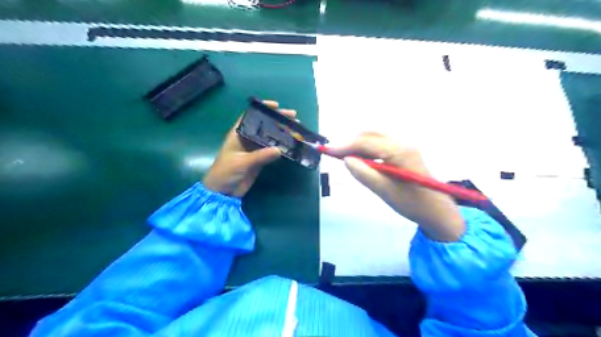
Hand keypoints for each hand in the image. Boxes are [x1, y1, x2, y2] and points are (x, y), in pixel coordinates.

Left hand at [202, 102, 294, 197]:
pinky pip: (272, 151)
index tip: (276, 106)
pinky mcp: (259, 160)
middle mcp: (247, 138)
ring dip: (282, 133)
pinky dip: (281, 147)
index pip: (250, 115)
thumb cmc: (225, 172)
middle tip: (294, 117)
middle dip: (278, 120)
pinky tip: (291, 145)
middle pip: (264, 125)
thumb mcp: (242, 162)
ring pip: (270, 137)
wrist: (222, 192)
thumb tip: (280, 149)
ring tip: (296, 130)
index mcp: (238, 133)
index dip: (262, 108)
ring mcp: (254, 149)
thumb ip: (260, 156)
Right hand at [329, 132, 463, 241]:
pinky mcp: (405, 150)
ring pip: (375, 137)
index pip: (365, 142)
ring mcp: (405, 145)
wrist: (436, 210)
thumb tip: (346, 159)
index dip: (344, 146)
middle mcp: (402, 142)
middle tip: (336, 156)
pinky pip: (381, 143)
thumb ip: (364, 174)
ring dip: (358, 144)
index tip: (328, 152)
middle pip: (370, 134)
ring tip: (347, 158)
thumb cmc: (411, 203)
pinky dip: (368, 148)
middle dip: (351, 143)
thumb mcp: (384, 191)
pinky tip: (363, 160)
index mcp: (399, 151)